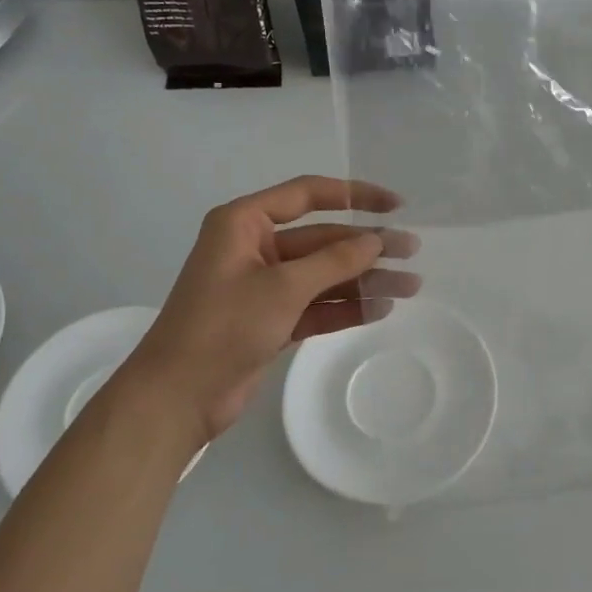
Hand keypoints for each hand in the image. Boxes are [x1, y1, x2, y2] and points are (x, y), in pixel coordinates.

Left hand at [117, 175, 417, 444]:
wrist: (177, 397)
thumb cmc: (223, 327)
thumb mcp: (282, 287)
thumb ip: (334, 261)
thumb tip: (376, 241)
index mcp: (244, 223)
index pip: (308, 194)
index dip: (355, 194)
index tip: (395, 205)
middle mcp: (255, 247)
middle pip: (323, 238)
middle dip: (368, 246)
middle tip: (413, 252)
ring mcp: (263, 286)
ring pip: (324, 274)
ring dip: (365, 279)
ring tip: (412, 286)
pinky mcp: (271, 320)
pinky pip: (317, 305)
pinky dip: (347, 307)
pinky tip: (382, 308)